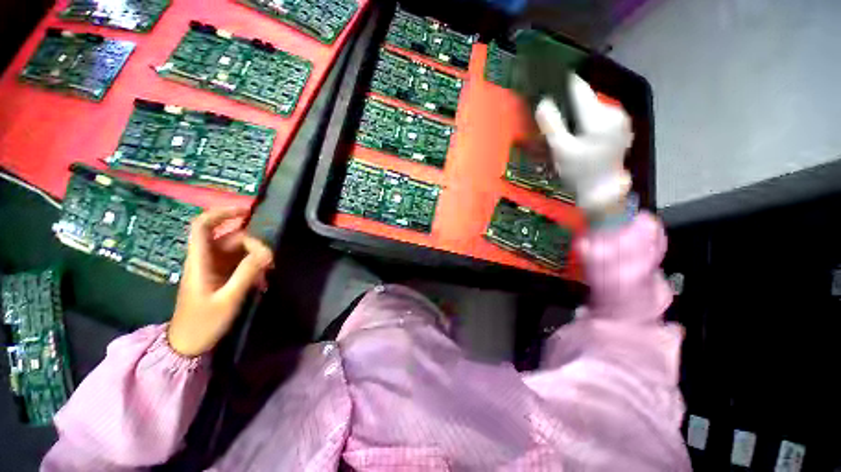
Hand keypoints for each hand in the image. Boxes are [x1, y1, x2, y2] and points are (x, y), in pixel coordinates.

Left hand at [168, 208, 273, 356]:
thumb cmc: (203, 323)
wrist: (188, 345)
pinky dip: (253, 267)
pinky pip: (239, 263)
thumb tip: (266, 251)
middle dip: (253, 243)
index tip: (247, 211)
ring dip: (255, 256)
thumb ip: (247, 273)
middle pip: (229, 238)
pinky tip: (262, 279)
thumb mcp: (228, 299)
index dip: (222, 214)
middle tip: (270, 258)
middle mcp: (206, 260)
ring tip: (269, 270)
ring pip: (237, 251)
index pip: (203, 226)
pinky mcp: (220, 277)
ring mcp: (213, 268)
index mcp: (199, 261)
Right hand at [535, 74, 633, 214]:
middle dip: (567, 105)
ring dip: (576, 113)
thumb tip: (542, 102)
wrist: (603, 191)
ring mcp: (620, 120)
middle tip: (552, 120)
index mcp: (599, 116)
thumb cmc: (579, 172)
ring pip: (591, 107)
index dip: (561, 83)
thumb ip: (552, 124)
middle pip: (584, 98)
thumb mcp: (561, 150)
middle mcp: (614, 112)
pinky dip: (586, 120)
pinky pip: (599, 116)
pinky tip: (580, 135)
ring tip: (565, 130)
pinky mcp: (621, 127)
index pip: (578, 88)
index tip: (547, 82)